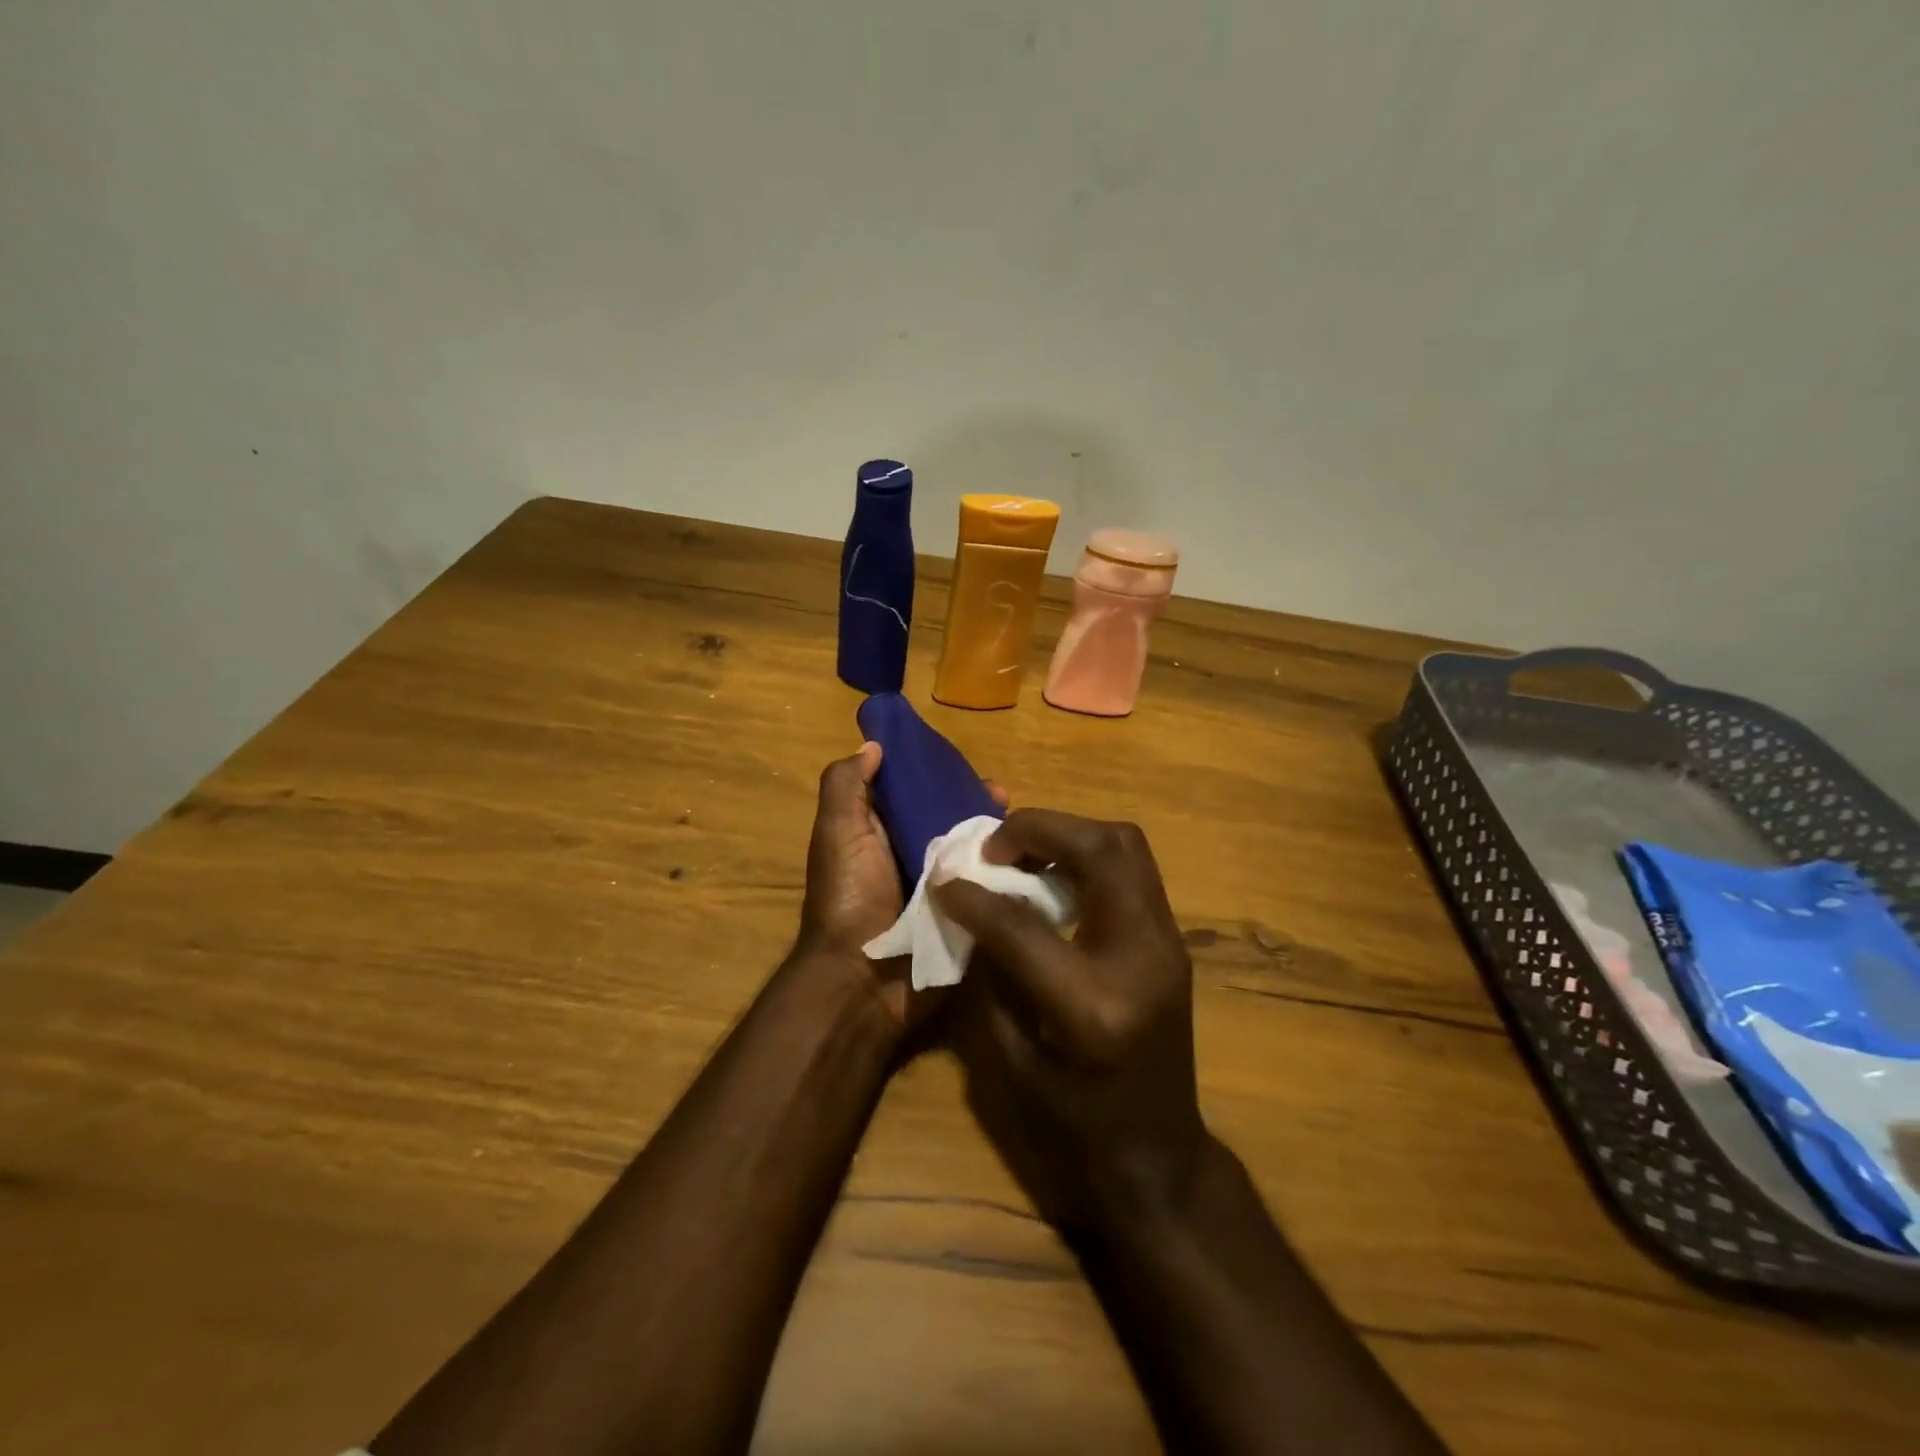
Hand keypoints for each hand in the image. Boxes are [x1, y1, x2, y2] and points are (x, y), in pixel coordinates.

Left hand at [796, 742, 1006, 1030]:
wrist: (864, 981)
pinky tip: (1034, 858)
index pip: (914, 791)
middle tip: (1005, 797)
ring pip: (974, 849)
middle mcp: (911, 855)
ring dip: (998, 835)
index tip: (966, 765)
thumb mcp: (838, 833)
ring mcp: (940, 887)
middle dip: (977, 803)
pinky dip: (1008, 871)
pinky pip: (988, 885)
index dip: (937, 773)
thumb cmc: (849, 898)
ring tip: (1023, 827)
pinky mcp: (964, 914)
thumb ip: (847, 786)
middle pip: (950, 818)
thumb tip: (873, 745)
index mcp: (880, 833)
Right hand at [934, 810, 1209, 1229]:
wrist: (1161, 1153)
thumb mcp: (1015, 1059)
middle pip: (1101, 850)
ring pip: (1126, 844)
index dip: (975, 896)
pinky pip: (1132, 869)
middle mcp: (1141, 958)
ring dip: (1068, 833)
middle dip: (1040, 828)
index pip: (1024, 926)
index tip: (945, 879)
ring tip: (1023, 853)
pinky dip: (1089, 855)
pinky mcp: (1172, 938)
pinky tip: (1055, 876)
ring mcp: (1168, 942)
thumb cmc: (1078, 1122)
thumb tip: (971, 908)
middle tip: (995, 847)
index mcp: (1092, 1006)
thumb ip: (993, 973)